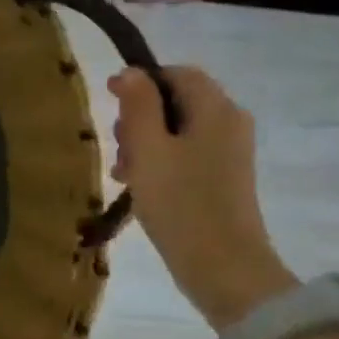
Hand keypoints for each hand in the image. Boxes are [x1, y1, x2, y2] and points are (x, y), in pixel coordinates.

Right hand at [108, 65, 296, 330]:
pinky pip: (185, 155)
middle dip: (139, 118)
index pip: (178, 73)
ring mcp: (229, 154)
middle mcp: (229, 124)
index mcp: (216, 110)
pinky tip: (138, 187)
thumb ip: (138, 106)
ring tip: (122, 173)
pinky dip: (159, 163)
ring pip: (176, 131)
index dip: (141, 81)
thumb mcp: (148, 149)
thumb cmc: (180, 202)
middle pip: (176, 102)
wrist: (223, 266)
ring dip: (143, 144)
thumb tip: (130, 72)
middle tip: (117, 147)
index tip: (109, 102)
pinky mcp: (223, 179)